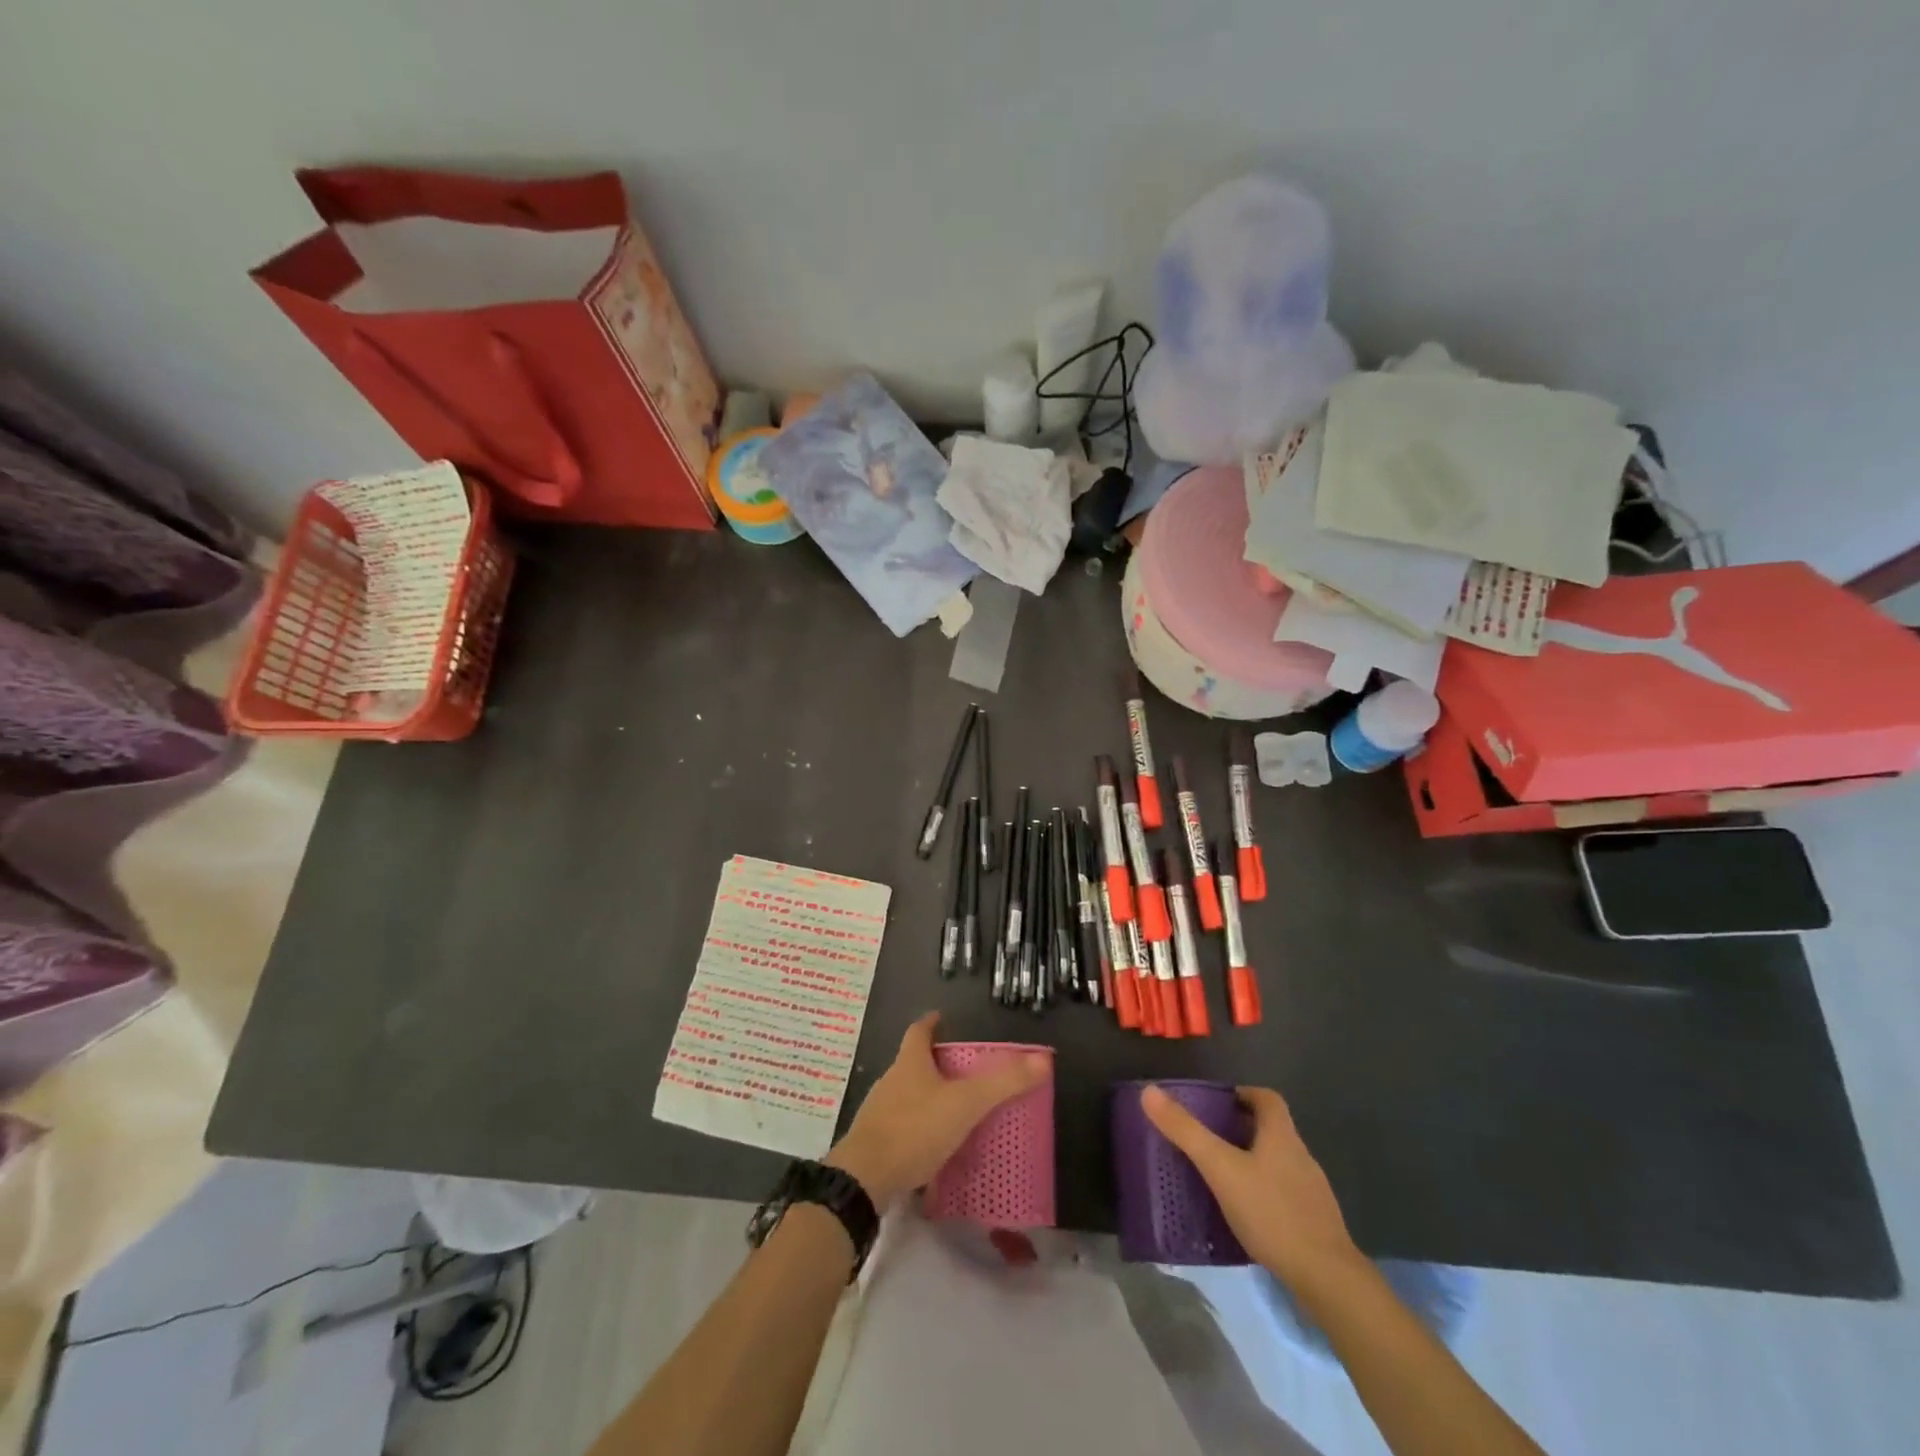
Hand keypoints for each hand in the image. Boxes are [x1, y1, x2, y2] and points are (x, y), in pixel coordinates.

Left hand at [826, 1013, 1048, 1204]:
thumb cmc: (914, 1129)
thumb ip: (1003, 1084)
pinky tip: (935, 1149)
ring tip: (955, 1111)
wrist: (864, 1180)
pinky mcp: (875, 1144)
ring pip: (907, 1096)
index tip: (941, 1019)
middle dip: (935, 1064)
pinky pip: (902, 1129)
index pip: (919, 1031)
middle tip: (963, 1072)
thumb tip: (1042, 1059)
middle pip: (913, 1063)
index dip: (931, 1023)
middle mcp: (891, 1081)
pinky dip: (919, 1131)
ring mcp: (879, 1113)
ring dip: (928, 1099)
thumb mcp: (965, 1105)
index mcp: (910, 1063)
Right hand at [1142, 1083, 1357, 1289]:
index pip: (1267, 1098)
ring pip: (1278, 1163)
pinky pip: (1284, 1195)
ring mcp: (1312, 1192)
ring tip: (1222, 1177)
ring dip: (1252, 1162)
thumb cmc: (1272, 1213)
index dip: (1243, 1094)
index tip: (1217, 1104)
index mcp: (1282, 1136)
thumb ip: (1186, 1132)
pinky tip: (1246, 1215)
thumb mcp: (1220, 1169)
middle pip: (1272, 1130)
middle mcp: (1301, 1156)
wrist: (1328, 1280)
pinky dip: (1264, 1194)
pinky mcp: (1315, 1223)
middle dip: (1241, 1129)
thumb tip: (1149, 1092)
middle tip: (1209, 1140)